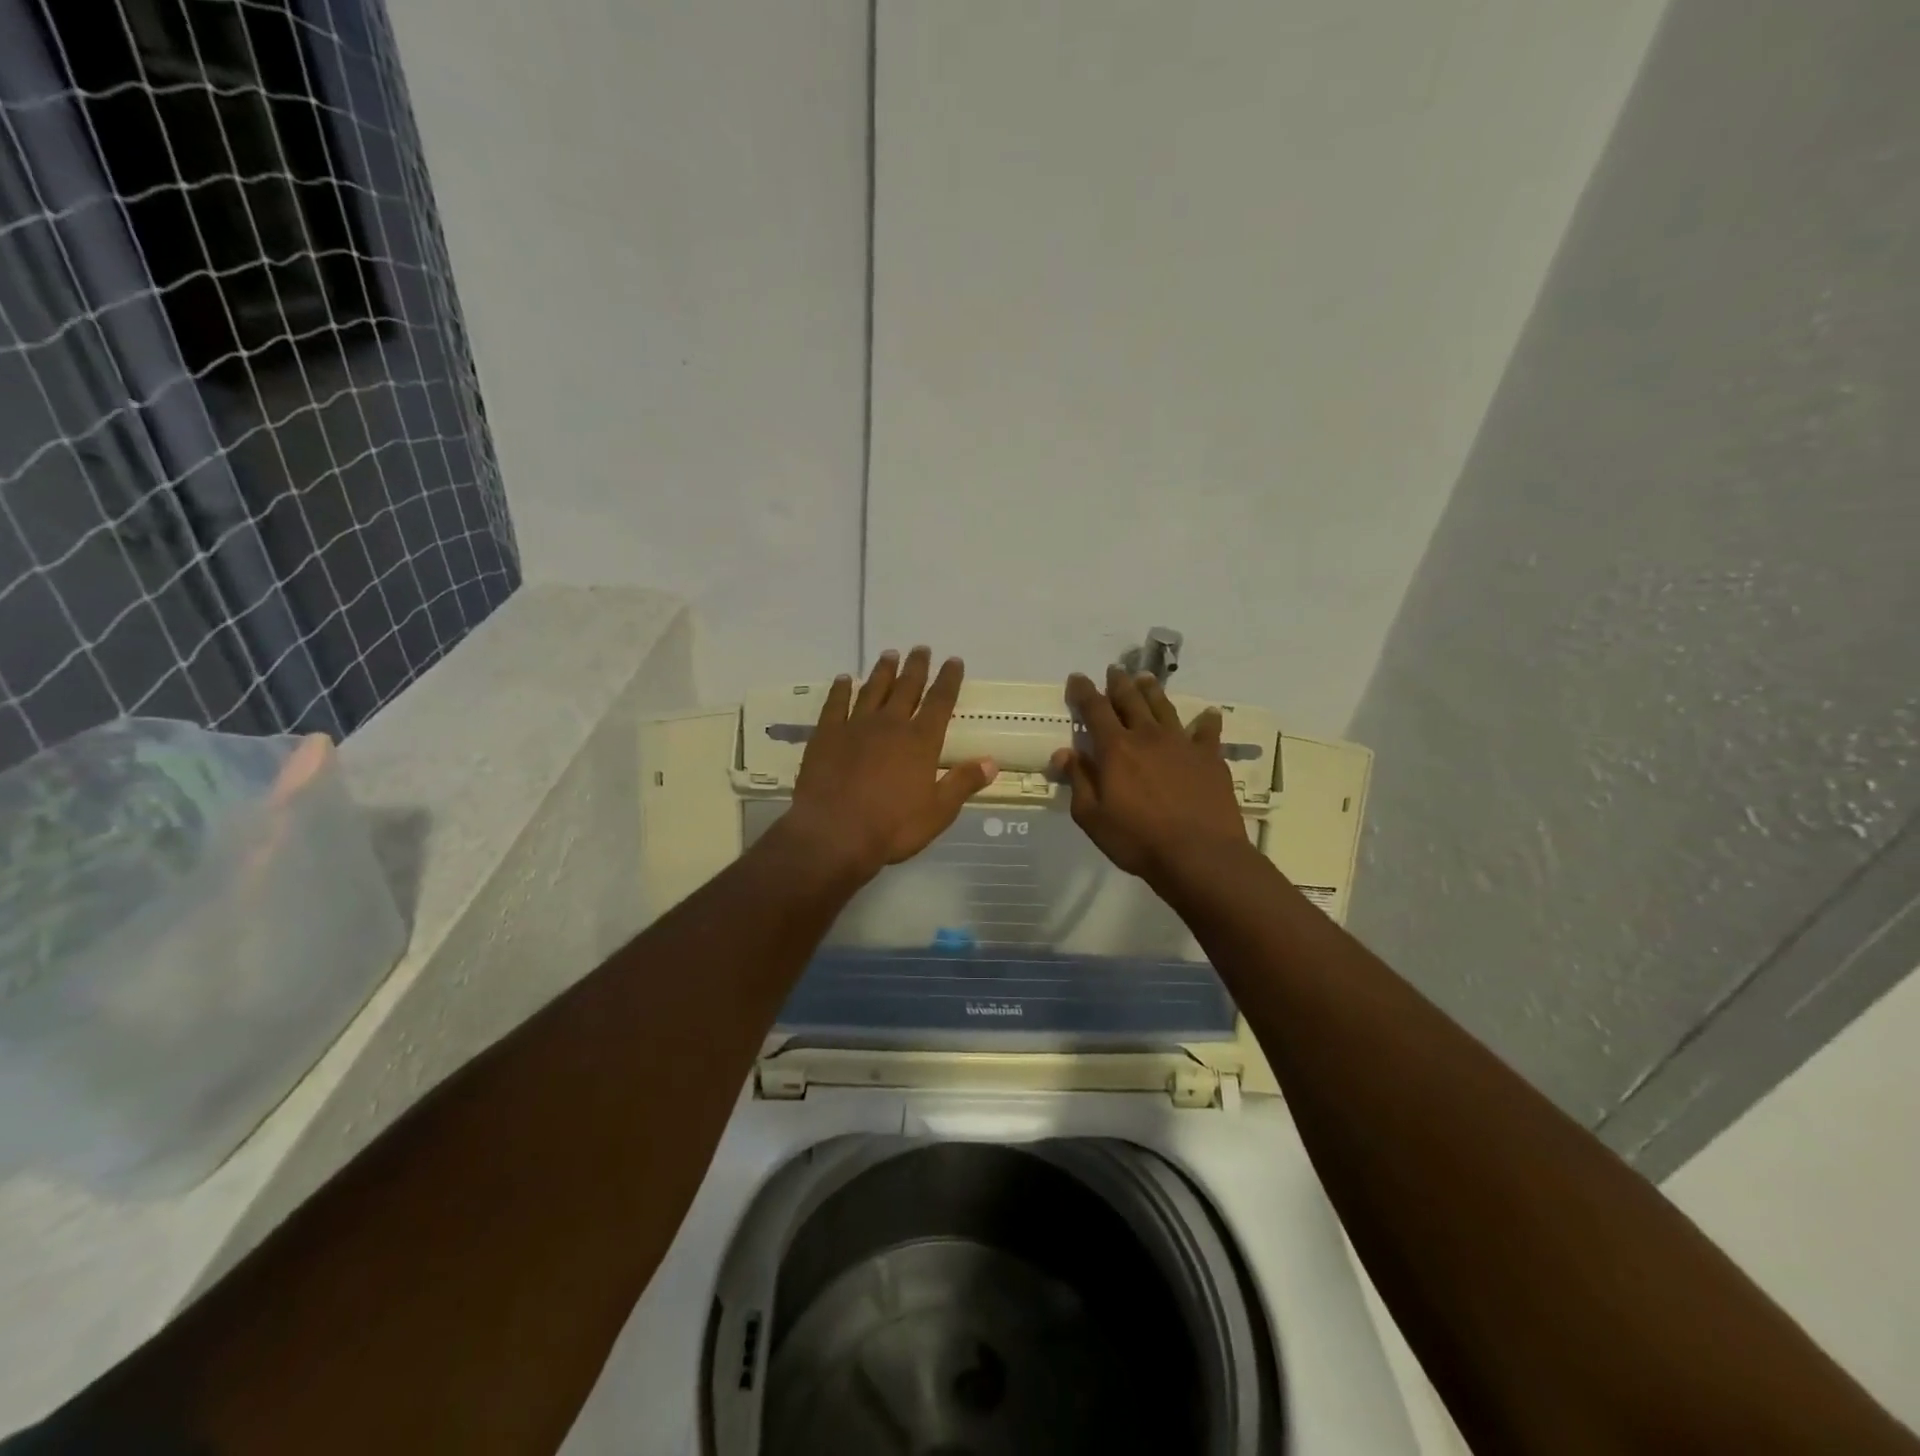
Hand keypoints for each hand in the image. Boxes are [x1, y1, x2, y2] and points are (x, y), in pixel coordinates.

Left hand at [783, 647, 998, 882]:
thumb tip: (992, 762)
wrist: (834, 833)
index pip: (940, 702)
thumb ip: (963, 783)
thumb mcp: (938, 812)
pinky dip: (841, 690)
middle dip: (916, 667)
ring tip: (889, 654)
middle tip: (921, 648)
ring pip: (872, 690)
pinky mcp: (826, 735)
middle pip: (906, 688)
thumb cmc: (892, 827)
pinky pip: (835, 705)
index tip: (954, 661)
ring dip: (882, 671)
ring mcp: (855, 727)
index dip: (949, 680)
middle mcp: (890, 725)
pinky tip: (845, 679)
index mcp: (921, 741)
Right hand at [1052, 666, 1250, 888]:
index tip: (1077, 678)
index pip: (1095, 710)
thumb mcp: (1092, 817)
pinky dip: (1207, 721)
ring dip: (1153, 691)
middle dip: (1119, 684)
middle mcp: (1148, 736)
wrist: (1199, 854)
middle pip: (1131, 701)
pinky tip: (1209, 714)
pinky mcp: (1209, 758)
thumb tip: (1064, 752)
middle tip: (1114, 670)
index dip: (1083, 692)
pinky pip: (1208, 732)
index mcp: (1116, 749)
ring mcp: (1182, 744)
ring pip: (1164, 708)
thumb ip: (1078, 780)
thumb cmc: (1137, 840)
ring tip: (1146, 679)